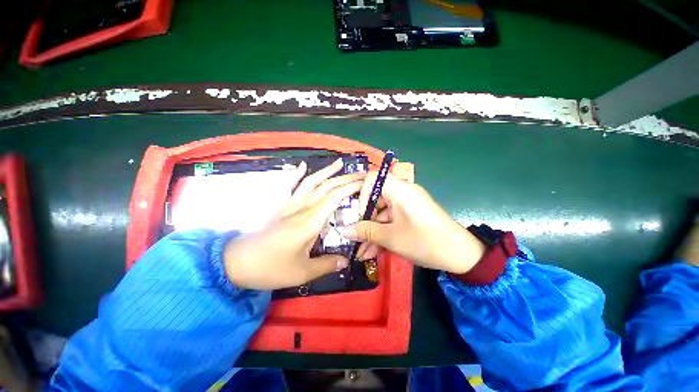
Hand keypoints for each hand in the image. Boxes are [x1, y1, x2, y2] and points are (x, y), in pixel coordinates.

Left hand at [223, 159, 364, 289]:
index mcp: (310, 222)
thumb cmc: (270, 268)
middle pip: (326, 187)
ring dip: (326, 171)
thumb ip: (326, 265)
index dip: (351, 187)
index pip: (335, 197)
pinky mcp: (280, 207)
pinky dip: (296, 174)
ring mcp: (289, 205)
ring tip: (339, 163)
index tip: (365, 183)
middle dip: (345, 178)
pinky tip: (303, 165)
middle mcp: (302, 208)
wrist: (236, 263)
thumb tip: (346, 261)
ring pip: (311, 182)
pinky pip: (289, 186)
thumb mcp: (302, 273)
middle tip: (361, 173)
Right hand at [339, 173, 484, 273]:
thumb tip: (343, 230)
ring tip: (361, 252)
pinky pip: (391, 220)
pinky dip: (383, 233)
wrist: (462, 256)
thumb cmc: (424, 241)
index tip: (357, 214)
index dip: (361, 194)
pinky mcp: (410, 215)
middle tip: (353, 237)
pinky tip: (372, 251)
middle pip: (375, 199)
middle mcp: (402, 192)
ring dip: (372, 231)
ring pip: (382, 213)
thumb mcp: (391, 237)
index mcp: (399, 189)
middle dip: (363, 219)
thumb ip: (365, 232)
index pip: (372, 178)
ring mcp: (407, 204)